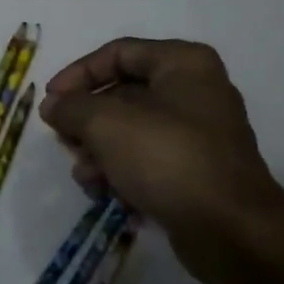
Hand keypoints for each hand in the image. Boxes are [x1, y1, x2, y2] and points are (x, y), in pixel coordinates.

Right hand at [39, 38, 283, 283]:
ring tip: (86, 178)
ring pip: (132, 131)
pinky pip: (149, 161)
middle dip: (87, 121)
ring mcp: (199, 135)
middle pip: (122, 94)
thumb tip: (53, 106)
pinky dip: (124, 173)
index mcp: (183, 64)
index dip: (78, 74)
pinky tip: (107, 195)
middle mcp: (195, 91)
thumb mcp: (106, 123)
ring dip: (100, 152)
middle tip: (64, 142)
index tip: (51, 102)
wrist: (231, 231)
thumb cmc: (168, 158)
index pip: (117, 53)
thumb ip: (72, 107)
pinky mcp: (198, 173)